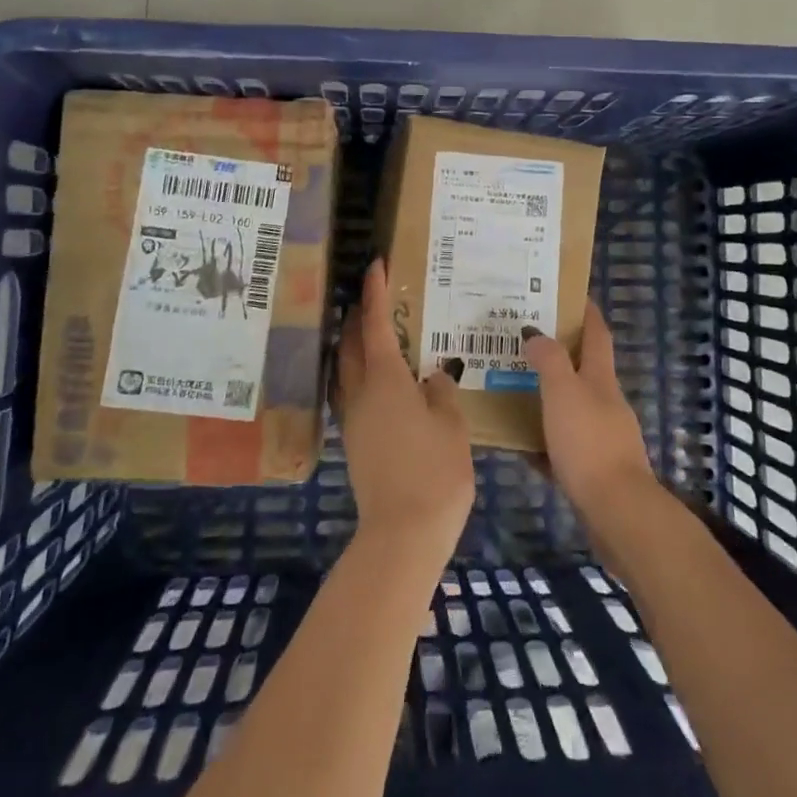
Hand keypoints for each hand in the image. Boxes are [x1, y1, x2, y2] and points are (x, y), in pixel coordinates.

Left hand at [336, 259, 475, 560]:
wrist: (402, 532)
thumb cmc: (434, 470)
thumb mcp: (451, 424)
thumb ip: (441, 392)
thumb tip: (431, 377)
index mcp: (385, 378)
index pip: (376, 323)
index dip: (374, 291)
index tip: (375, 264)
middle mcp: (360, 391)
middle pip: (351, 342)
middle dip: (359, 314)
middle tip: (375, 296)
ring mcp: (352, 417)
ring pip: (345, 367)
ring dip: (354, 343)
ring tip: (376, 332)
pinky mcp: (353, 440)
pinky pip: (350, 391)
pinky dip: (359, 372)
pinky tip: (380, 380)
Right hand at [522, 303, 660, 527]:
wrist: (617, 510)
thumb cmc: (588, 442)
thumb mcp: (563, 392)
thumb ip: (549, 360)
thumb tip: (536, 332)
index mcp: (600, 378)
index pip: (596, 334)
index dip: (586, 312)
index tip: (569, 294)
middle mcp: (606, 402)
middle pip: (583, 369)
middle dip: (557, 353)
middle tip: (522, 341)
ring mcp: (603, 436)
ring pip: (571, 406)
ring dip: (548, 395)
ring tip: (513, 388)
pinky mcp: (595, 468)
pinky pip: (564, 443)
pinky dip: (544, 437)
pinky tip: (520, 443)